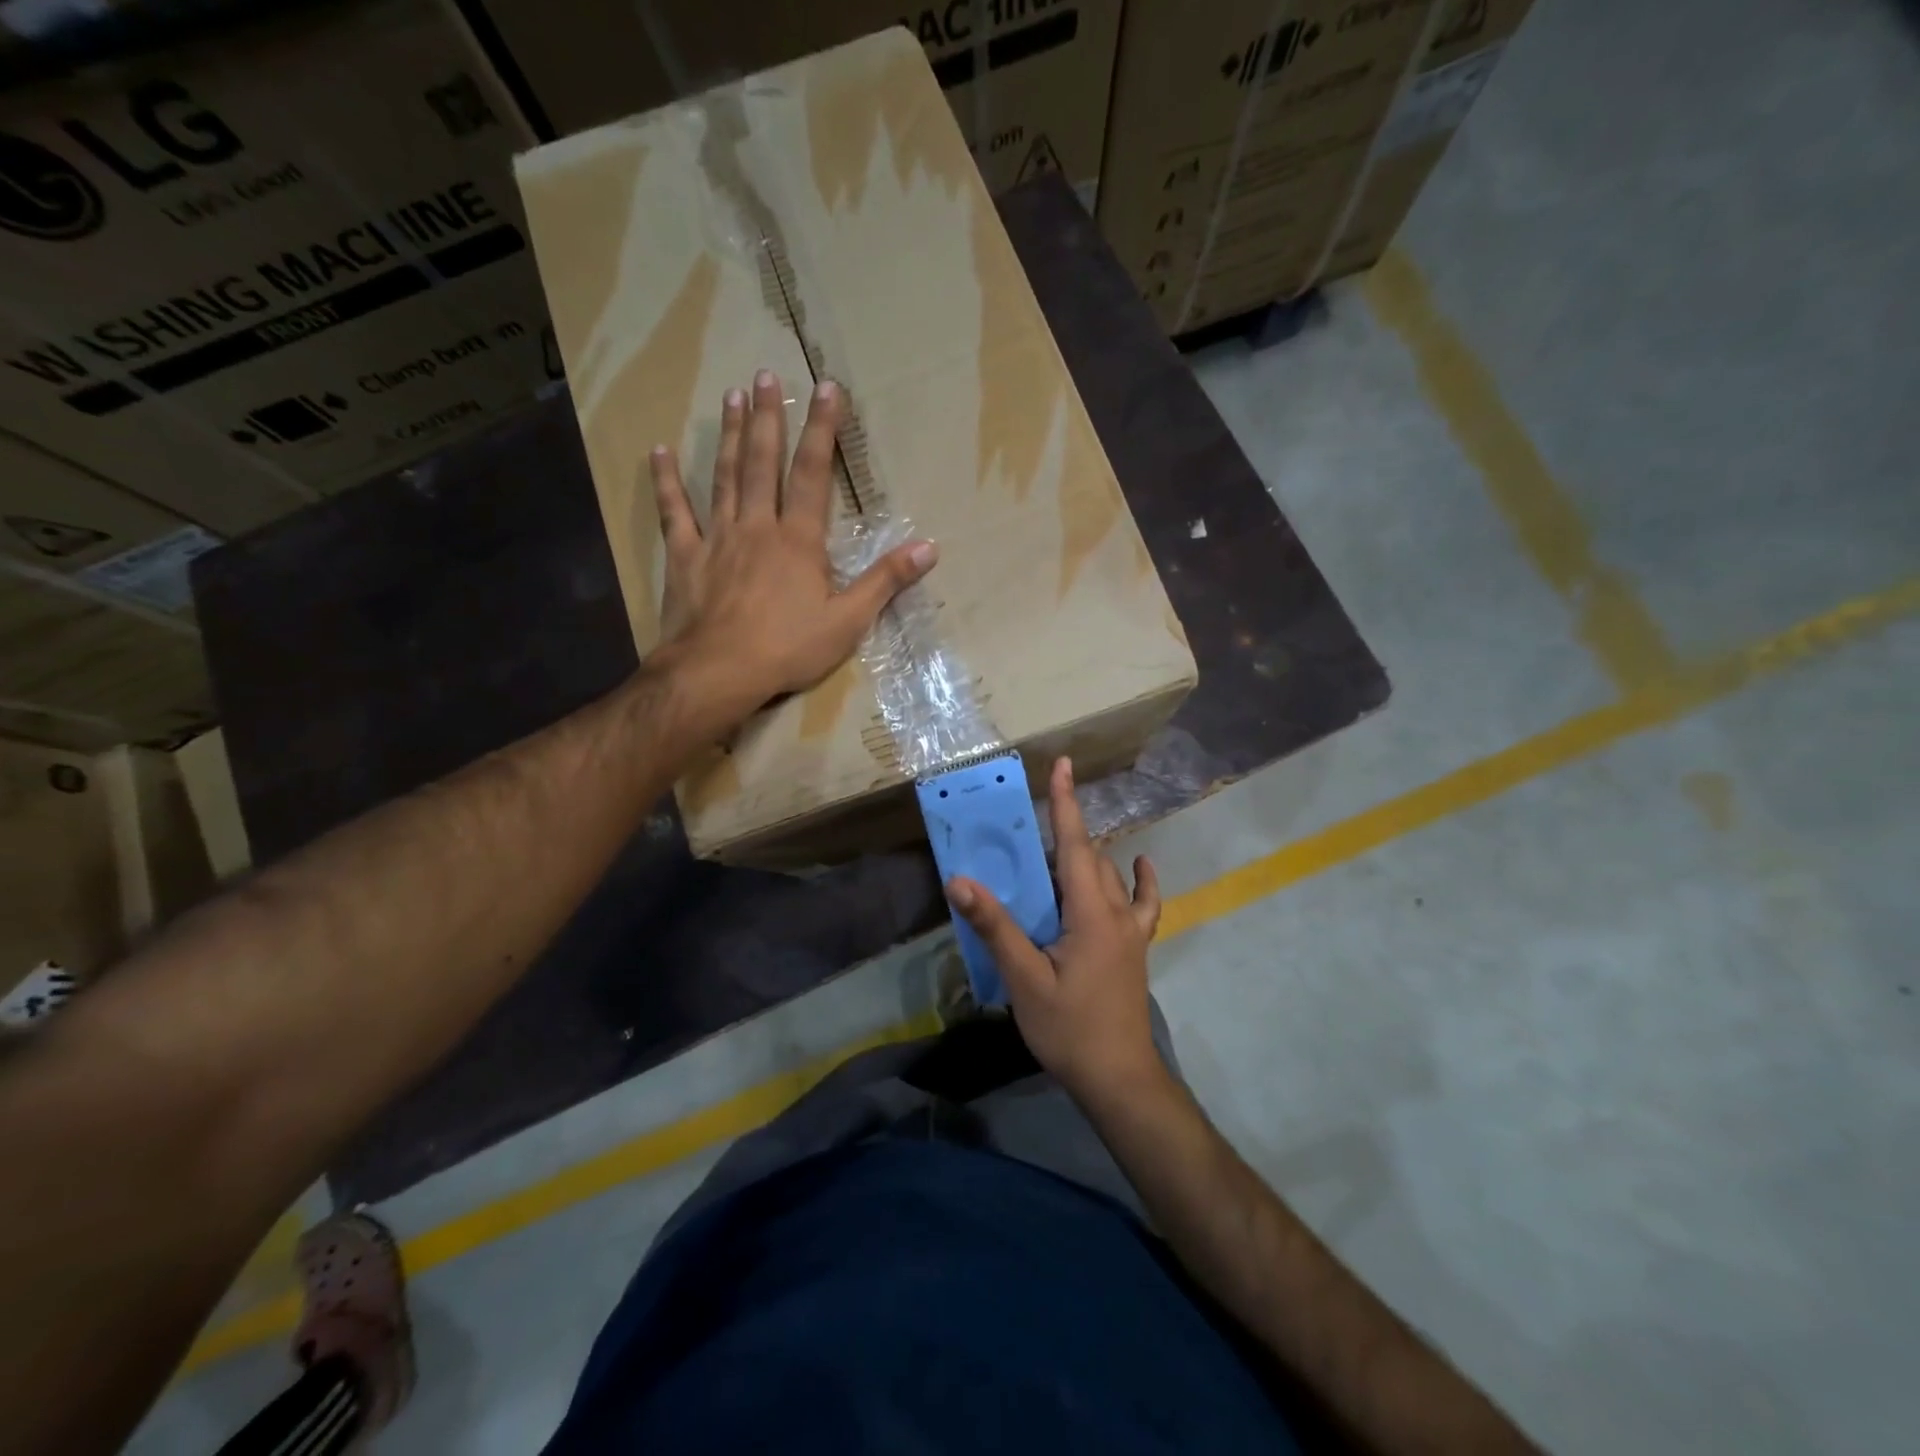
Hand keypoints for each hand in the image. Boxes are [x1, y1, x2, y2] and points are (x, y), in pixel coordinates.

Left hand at [648, 369, 935, 720]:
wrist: (719, 672)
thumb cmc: (788, 648)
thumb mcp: (848, 622)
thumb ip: (885, 582)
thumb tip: (929, 549)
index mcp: (798, 540)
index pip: (814, 474)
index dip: (822, 430)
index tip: (826, 389)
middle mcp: (757, 527)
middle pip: (762, 463)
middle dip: (767, 418)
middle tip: (764, 377)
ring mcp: (717, 538)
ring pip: (724, 477)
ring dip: (728, 435)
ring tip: (730, 397)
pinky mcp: (686, 557)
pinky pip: (676, 513)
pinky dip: (667, 482)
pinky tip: (660, 452)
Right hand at [947, 757, 1164, 1102]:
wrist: (1119, 1078)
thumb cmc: (1070, 1029)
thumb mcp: (1025, 980)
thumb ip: (996, 928)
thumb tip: (961, 882)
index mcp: (1090, 913)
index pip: (1074, 844)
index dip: (1065, 802)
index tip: (1062, 764)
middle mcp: (1115, 912)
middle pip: (1089, 856)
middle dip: (1065, 829)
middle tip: (1030, 821)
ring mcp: (1131, 930)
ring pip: (1110, 876)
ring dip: (1087, 854)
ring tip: (1059, 846)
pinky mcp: (1135, 948)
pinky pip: (1142, 903)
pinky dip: (1139, 880)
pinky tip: (1137, 868)